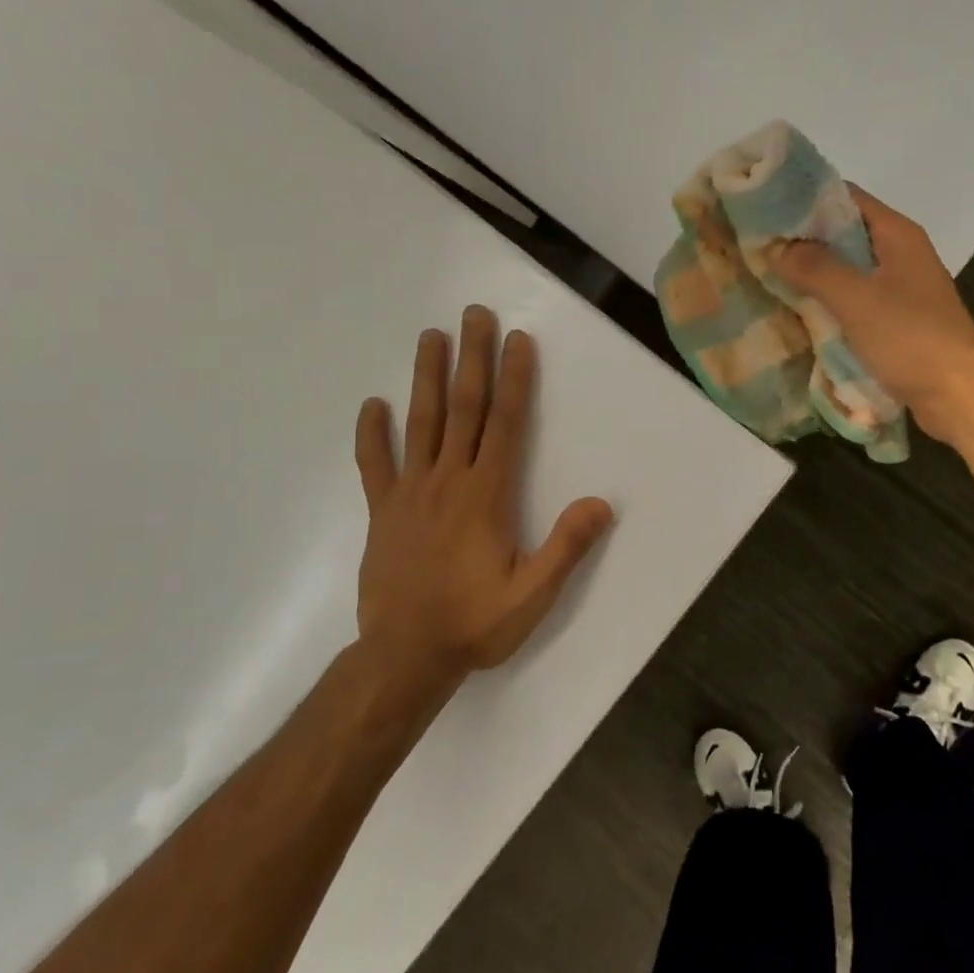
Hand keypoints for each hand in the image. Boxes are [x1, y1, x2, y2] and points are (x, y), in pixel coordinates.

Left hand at [350, 306, 613, 679]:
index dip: (513, 379)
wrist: (404, 658)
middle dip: (471, 358)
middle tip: (473, 315)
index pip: (504, 424)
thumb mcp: (532, 595)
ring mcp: (409, 494)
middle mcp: (447, 481)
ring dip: (426, 377)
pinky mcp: (383, 512)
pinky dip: (372, 434)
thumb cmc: (474, 623)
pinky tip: (372, 405)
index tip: (517, 340)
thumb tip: (601, 503)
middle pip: (462, 408)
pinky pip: (375, 465)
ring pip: (420, 424)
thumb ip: (566, 547)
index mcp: (486, 495)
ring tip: (430, 336)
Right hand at [772, 187, 973, 444]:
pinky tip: (800, 315)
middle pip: (845, 235)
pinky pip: (856, 303)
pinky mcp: (898, 323)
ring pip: (849, 272)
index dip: (806, 199)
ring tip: (769, 279)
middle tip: (759, 248)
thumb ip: (815, 268)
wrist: (959, 396)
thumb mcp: (857, 299)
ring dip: (815, 276)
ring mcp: (902, 290)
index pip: (846, 198)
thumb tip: (776, 247)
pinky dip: (830, 305)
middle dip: (804, 242)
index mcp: (898, 235)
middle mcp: (901, 255)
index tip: (765, 209)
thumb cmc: (910, 339)